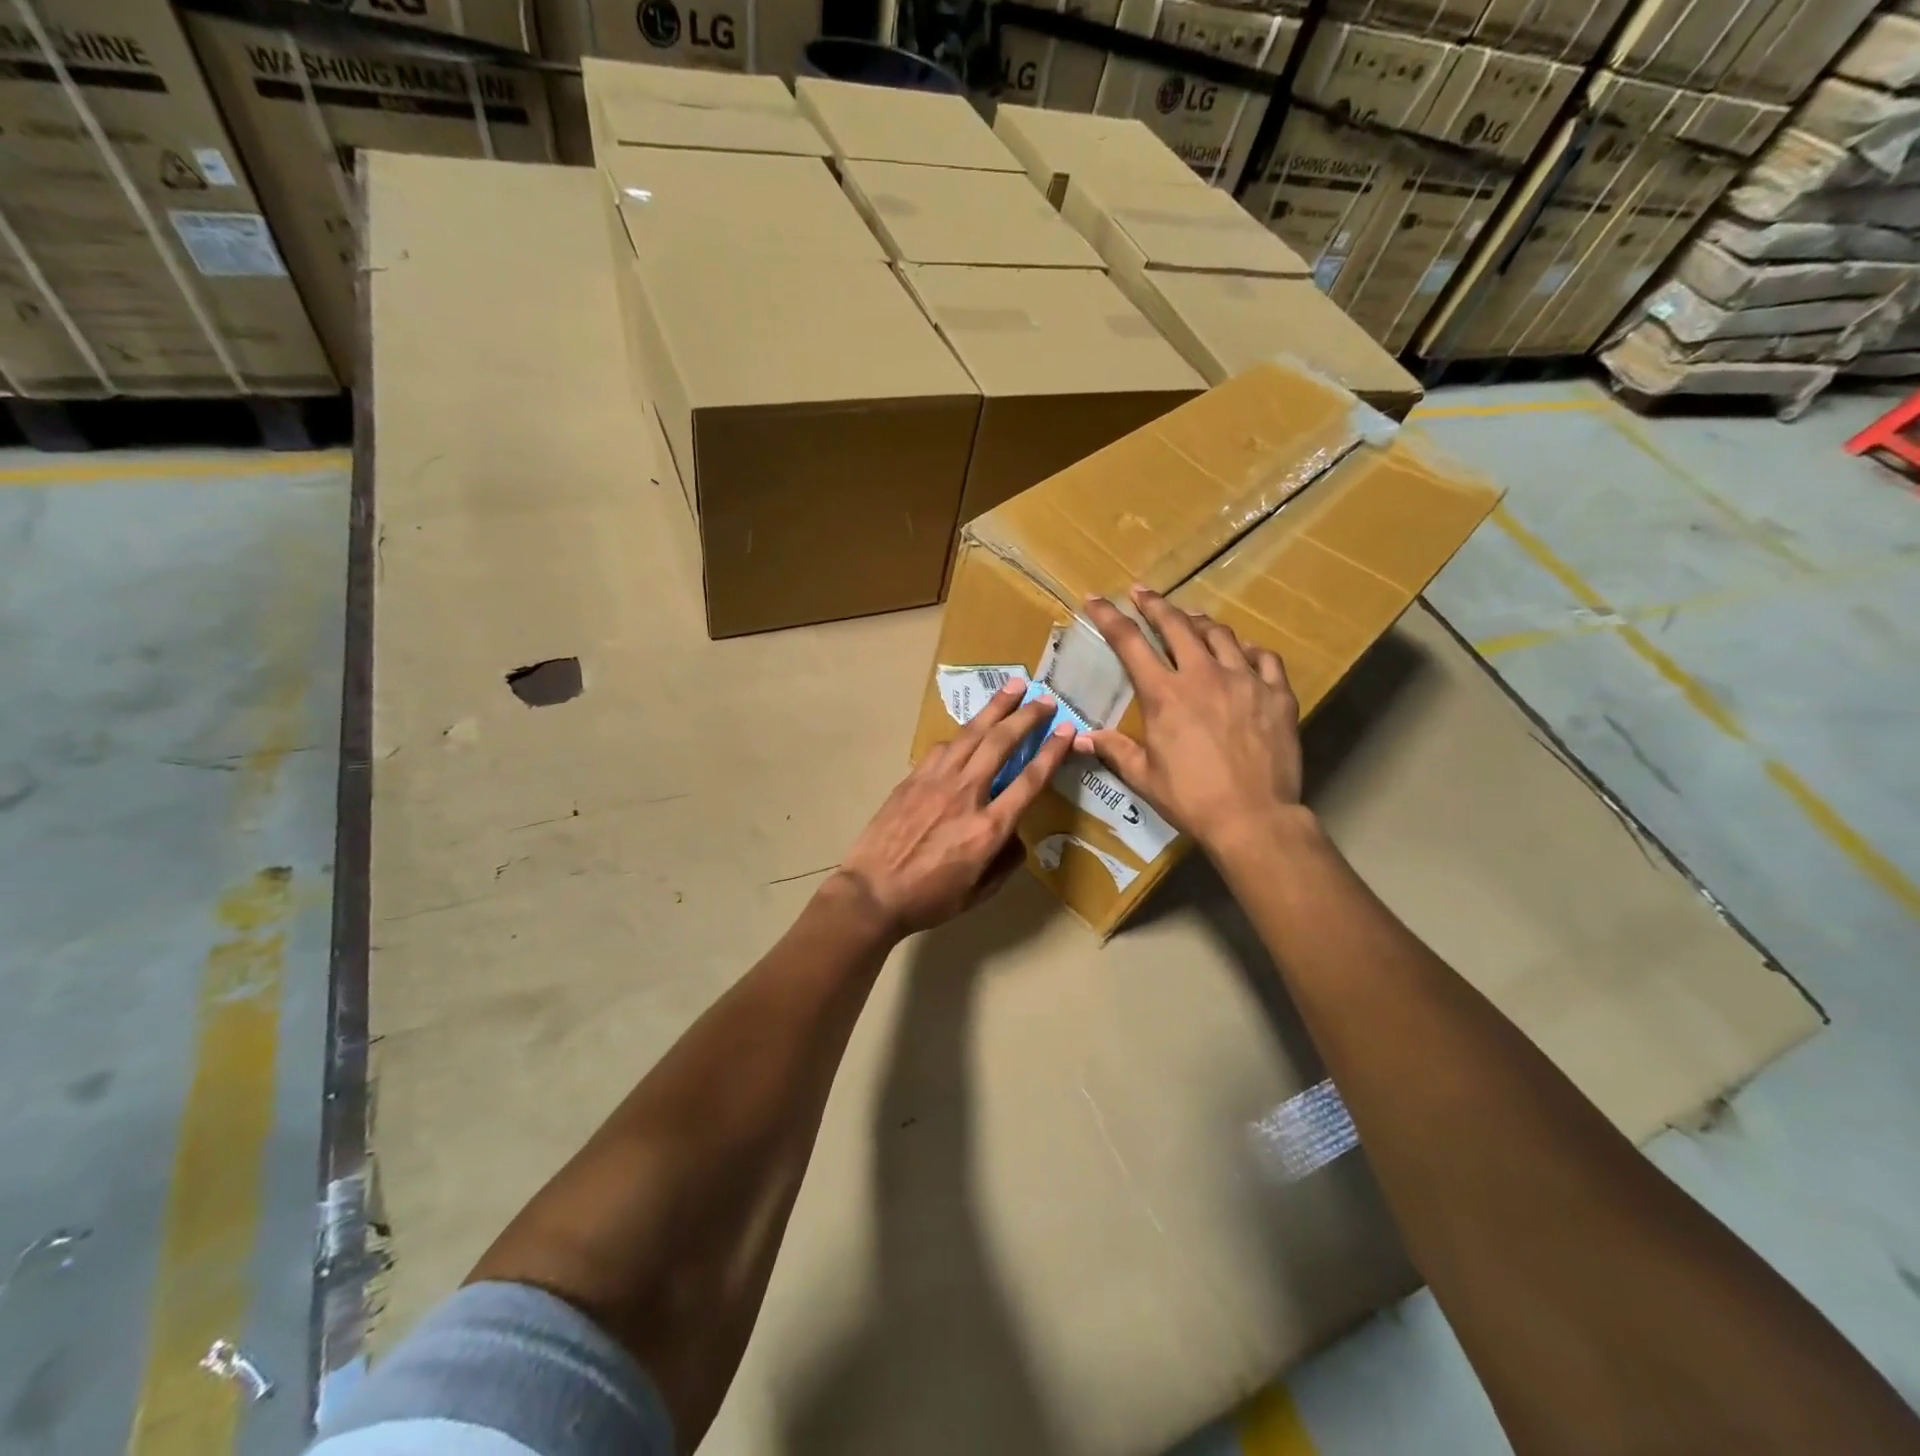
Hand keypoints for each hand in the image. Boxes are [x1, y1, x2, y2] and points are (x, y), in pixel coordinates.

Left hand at [835, 682, 1075, 937]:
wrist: (872, 893)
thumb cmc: (929, 899)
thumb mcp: (979, 893)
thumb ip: (1005, 862)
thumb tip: (1015, 836)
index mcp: (989, 828)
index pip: (1030, 780)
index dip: (1051, 752)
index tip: (1067, 730)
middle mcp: (966, 794)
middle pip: (1001, 743)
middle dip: (1026, 716)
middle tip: (1045, 697)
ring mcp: (936, 781)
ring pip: (971, 734)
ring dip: (995, 708)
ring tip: (1013, 687)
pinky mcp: (913, 778)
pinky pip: (942, 747)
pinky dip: (961, 733)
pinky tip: (970, 728)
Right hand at [1080, 586, 1303, 853]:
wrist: (1254, 817)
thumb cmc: (1191, 798)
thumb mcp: (1143, 776)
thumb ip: (1114, 749)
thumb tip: (1081, 738)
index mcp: (1164, 694)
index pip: (1129, 642)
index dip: (1109, 617)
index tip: (1096, 599)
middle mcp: (1203, 675)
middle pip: (1176, 625)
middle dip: (1155, 604)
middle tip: (1142, 592)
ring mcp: (1245, 680)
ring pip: (1220, 634)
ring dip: (1199, 621)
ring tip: (1190, 617)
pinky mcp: (1277, 694)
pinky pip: (1264, 658)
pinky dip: (1248, 649)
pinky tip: (1241, 650)